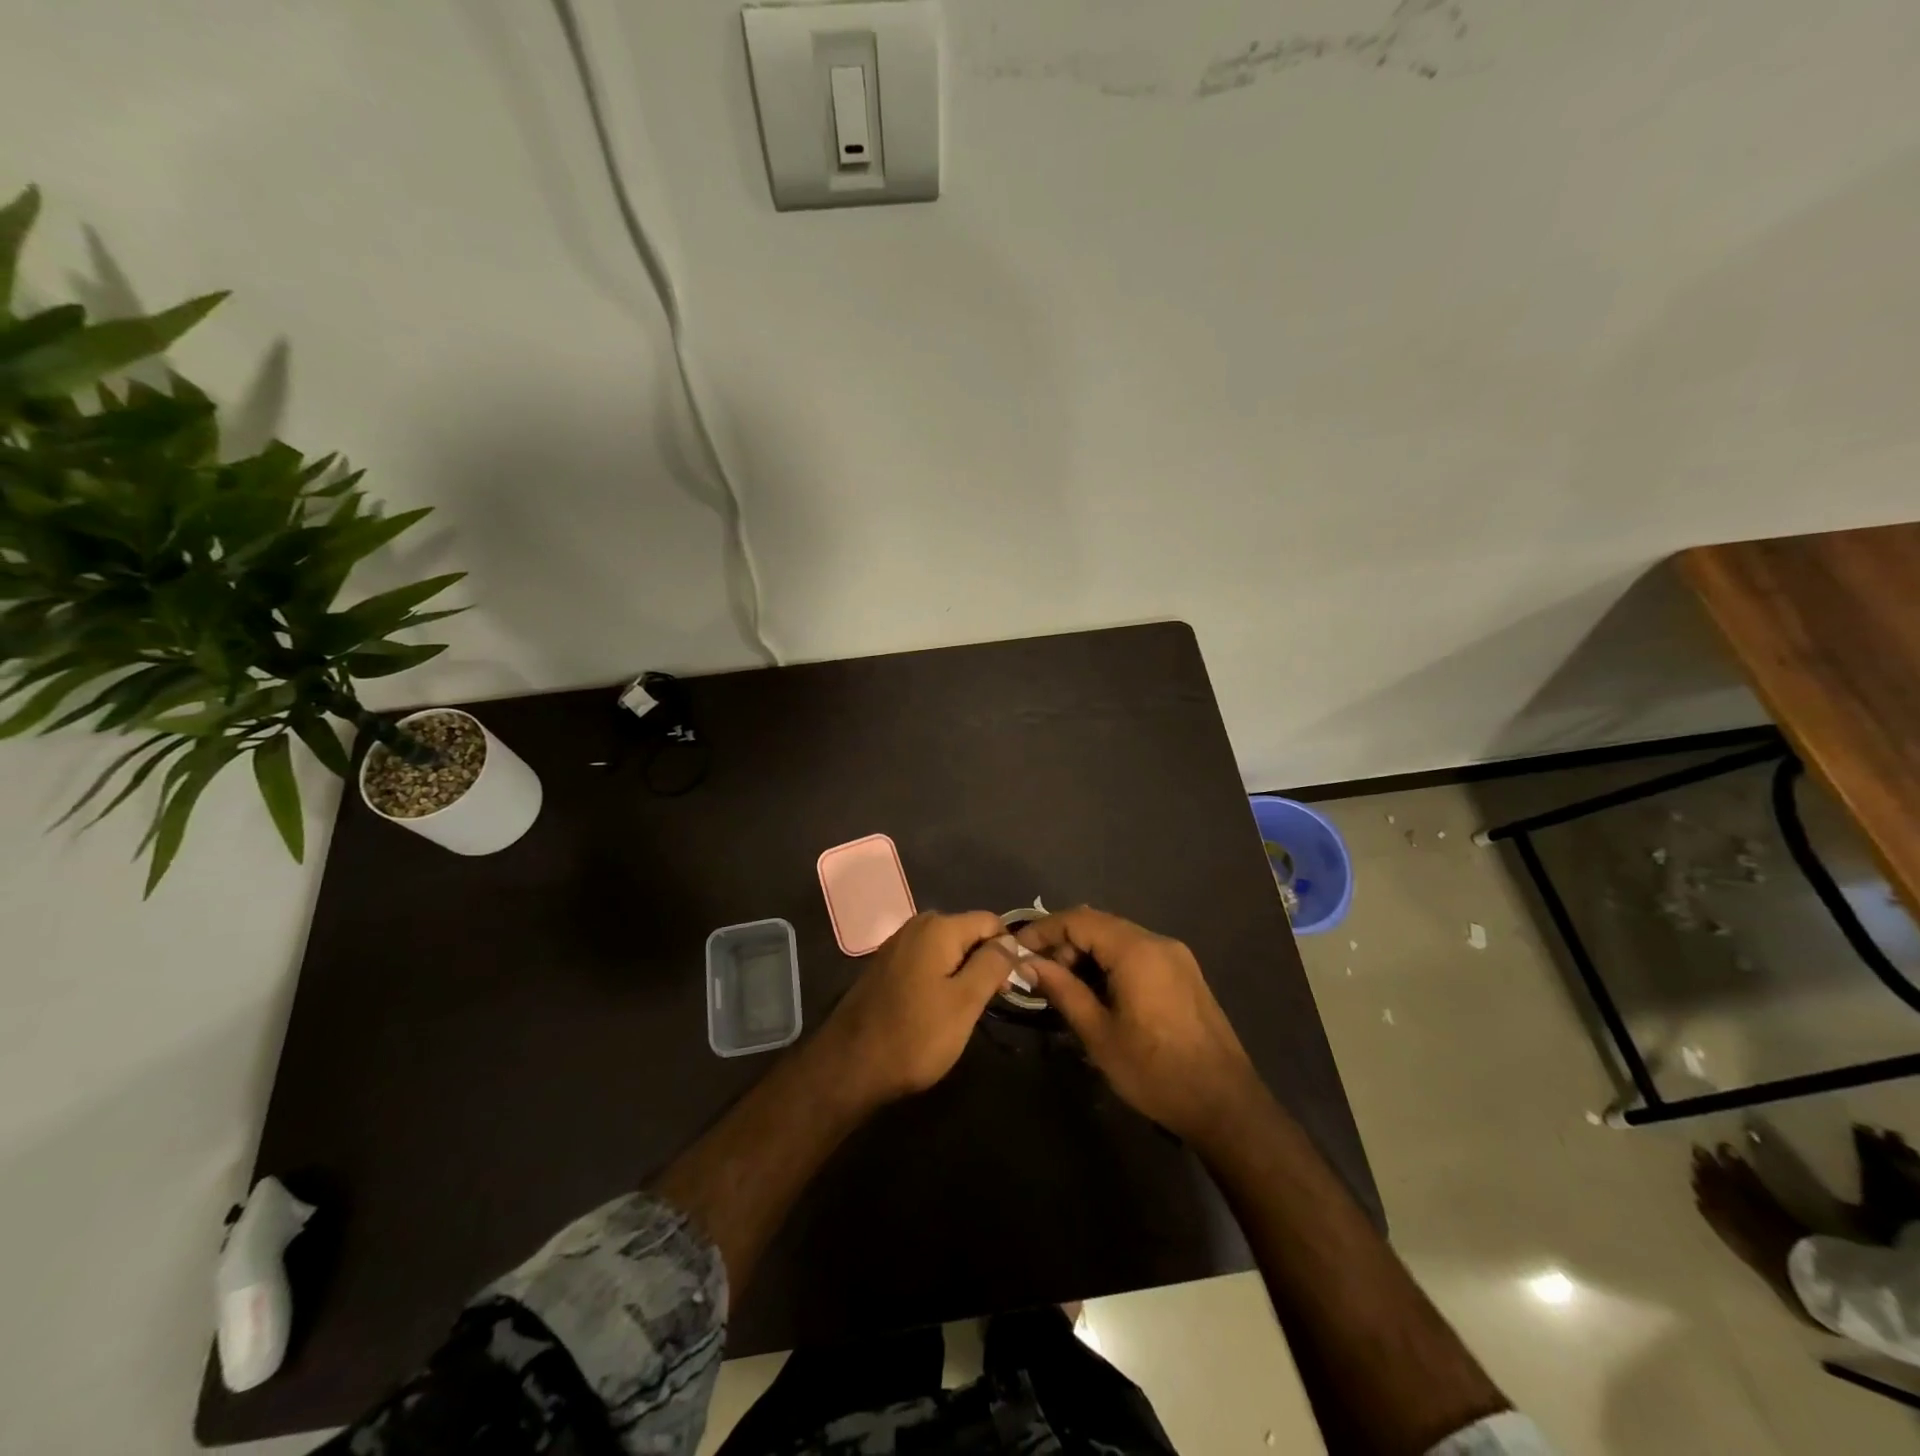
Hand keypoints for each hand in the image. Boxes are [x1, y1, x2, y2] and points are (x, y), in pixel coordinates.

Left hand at [819, 910, 1010, 1106]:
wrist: (849, 1066)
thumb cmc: (915, 1035)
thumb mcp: (965, 1002)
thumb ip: (992, 964)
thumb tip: (1011, 940)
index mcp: (938, 927)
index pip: (990, 921)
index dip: (1007, 949)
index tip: (1012, 985)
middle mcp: (917, 926)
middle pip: (967, 932)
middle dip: (984, 961)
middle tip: (990, 1001)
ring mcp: (897, 945)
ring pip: (947, 949)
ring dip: (962, 972)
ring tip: (966, 1010)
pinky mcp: (886, 966)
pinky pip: (926, 961)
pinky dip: (940, 978)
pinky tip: (937, 1009)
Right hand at [1017, 906, 1260, 1141]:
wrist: (1226, 1106)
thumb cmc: (1155, 1071)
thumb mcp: (1099, 1034)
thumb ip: (1062, 990)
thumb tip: (1028, 963)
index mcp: (1137, 950)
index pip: (1079, 919)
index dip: (1043, 930)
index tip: (1016, 950)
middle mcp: (1158, 942)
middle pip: (1099, 924)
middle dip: (1063, 942)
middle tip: (1038, 974)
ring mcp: (1176, 956)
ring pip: (1118, 937)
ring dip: (1086, 953)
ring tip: (1062, 985)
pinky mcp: (1185, 974)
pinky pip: (1138, 953)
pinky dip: (1110, 962)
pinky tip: (1096, 991)